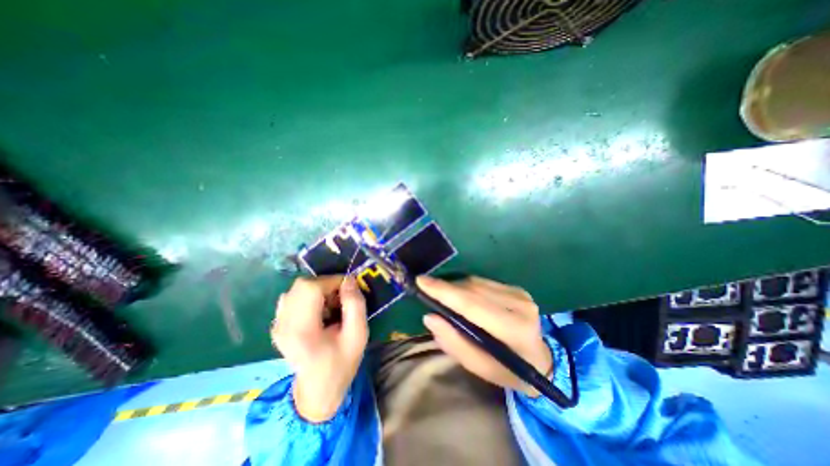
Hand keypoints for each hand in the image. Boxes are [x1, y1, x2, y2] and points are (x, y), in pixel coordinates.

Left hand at [272, 276, 367, 422]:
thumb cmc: (341, 363)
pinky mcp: (278, 324)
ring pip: (297, 288)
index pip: (310, 288)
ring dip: (318, 290)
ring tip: (331, 306)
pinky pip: (294, 296)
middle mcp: (283, 324)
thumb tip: (349, 280)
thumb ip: (355, 305)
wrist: (318, 390)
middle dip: (326, 285)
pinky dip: (310, 296)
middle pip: (302, 285)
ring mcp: (277, 324)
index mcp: (301, 330)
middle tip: (341, 299)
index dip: (331, 281)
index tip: (348, 289)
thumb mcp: (358, 335)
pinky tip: (320, 311)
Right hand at [423, 274, 548, 397]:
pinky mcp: (516, 288)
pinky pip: (483, 282)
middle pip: (472, 289)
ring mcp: (520, 293)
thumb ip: (454, 343)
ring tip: (441, 294)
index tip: (421, 281)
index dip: (444, 292)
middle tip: (425, 287)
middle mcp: (520, 305)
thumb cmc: (510, 370)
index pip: (472, 305)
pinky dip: (466, 287)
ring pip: (476, 283)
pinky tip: (459, 296)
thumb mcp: (481, 368)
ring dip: (455, 287)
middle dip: (446, 288)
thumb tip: (430, 317)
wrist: (543, 361)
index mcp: (514, 329)